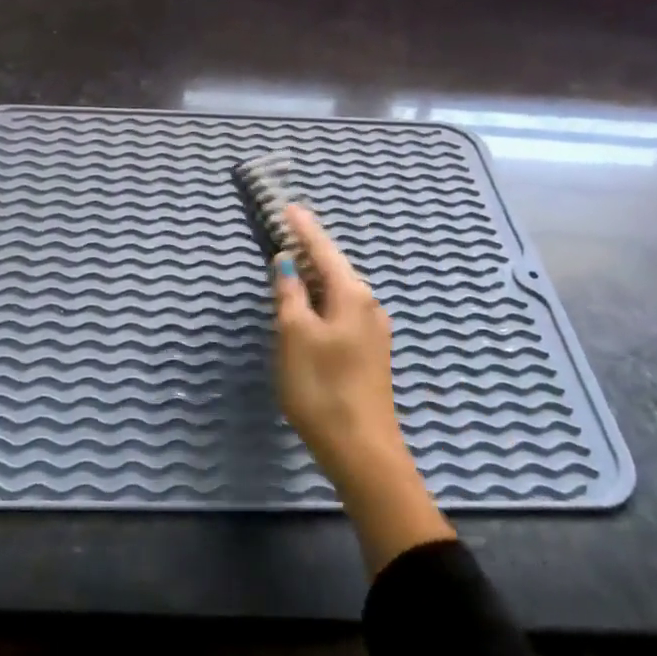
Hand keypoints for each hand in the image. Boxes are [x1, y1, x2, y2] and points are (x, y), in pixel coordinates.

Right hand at [273, 205, 453, 572]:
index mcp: (351, 294)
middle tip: (285, 231)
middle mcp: (368, 304)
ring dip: (314, 275)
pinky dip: (320, 298)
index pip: (323, 249)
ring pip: (337, 290)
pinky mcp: (368, 351)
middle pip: (334, 267)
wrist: (361, 449)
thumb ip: (289, 293)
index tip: (289, 206)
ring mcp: (371, 330)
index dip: (303, 228)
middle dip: (309, 249)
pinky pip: (340, 309)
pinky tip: (307, 305)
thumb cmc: (321, 386)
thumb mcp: (294, 334)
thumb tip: (286, 262)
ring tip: (291, 263)